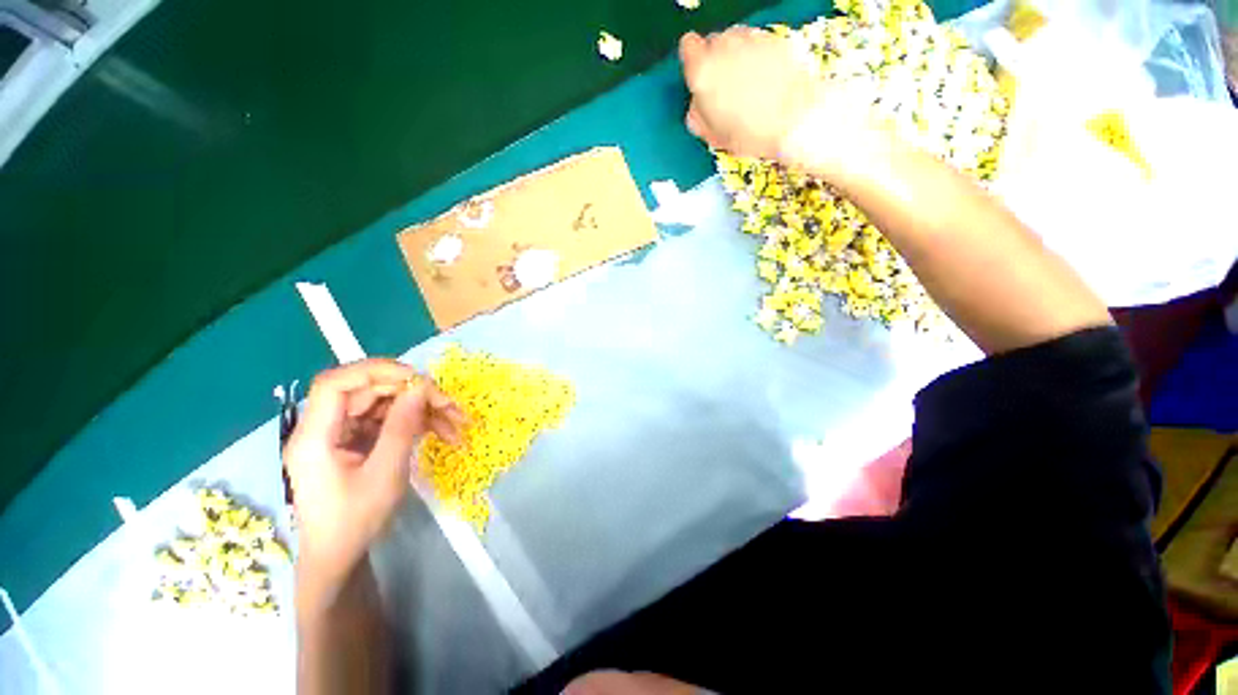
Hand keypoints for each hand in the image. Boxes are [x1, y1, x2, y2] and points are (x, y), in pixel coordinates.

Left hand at [286, 359, 463, 604]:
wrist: (340, 556)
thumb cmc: (355, 521)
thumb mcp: (385, 474)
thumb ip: (401, 427)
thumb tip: (420, 387)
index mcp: (315, 437)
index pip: (336, 383)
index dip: (376, 371)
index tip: (417, 379)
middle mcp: (324, 428)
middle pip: (368, 391)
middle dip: (412, 394)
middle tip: (449, 405)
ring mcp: (341, 433)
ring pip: (383, 404)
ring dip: (420, 409)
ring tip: (455, 423)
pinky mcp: (355, 441)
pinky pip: (387, 420)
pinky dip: (415, 422)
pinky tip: (440, 431)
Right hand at [679, 28, 885, 175]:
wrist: (795, 120)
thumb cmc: (751, 132)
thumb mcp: (713, 135)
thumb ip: (697, 114)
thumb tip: (696, 107)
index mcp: (702, 71)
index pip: (688, 47)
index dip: (693, 62)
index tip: (699, 77)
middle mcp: (724, 46)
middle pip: (713, 43)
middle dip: (716, 62)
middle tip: (725, 89)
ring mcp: (751, 39)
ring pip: (736, 40)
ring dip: (737, 58)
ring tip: (747, 87)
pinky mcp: (774, 39)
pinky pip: (758, 44)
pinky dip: (758, 57)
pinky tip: (765, 81)